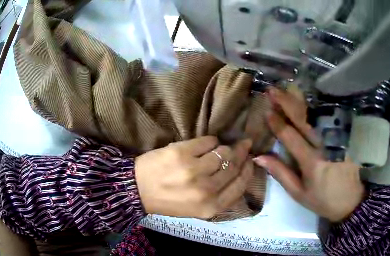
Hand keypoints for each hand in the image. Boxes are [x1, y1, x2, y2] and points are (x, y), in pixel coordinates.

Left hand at [134, 136, 252, 218]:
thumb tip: (237, 173)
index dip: (248, 171)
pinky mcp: (181, 153)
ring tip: (222, 147)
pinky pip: (208, 141)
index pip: (240, 186)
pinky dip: (211, 141)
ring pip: (223, 152)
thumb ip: (219, 196)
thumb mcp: (197, 209)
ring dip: (225, 148)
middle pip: (233, 167)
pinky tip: (207, 144)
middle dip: (241, 154)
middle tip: (244, 146)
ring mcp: (193, 171)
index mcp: (211, 207)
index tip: (250, 161)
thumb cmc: (168, 201)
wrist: (139, 190)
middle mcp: (206, 190)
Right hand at [253, 87, 364, 221]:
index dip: (277, 123)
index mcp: (312, 162)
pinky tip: (309, 100)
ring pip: (318, 115)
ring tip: (287, 90)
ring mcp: (338, 139)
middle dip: (287, 103)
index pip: (291, 136)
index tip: (266, 110)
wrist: (353, 202)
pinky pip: (331, 118)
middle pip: (304, 119)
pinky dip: (318, 107)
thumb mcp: (299, 193)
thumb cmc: (323, 200)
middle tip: (272, 90)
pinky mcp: (347, 138)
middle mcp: (326, 146)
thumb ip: (280, 173)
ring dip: (301, 101)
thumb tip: (259, 157)